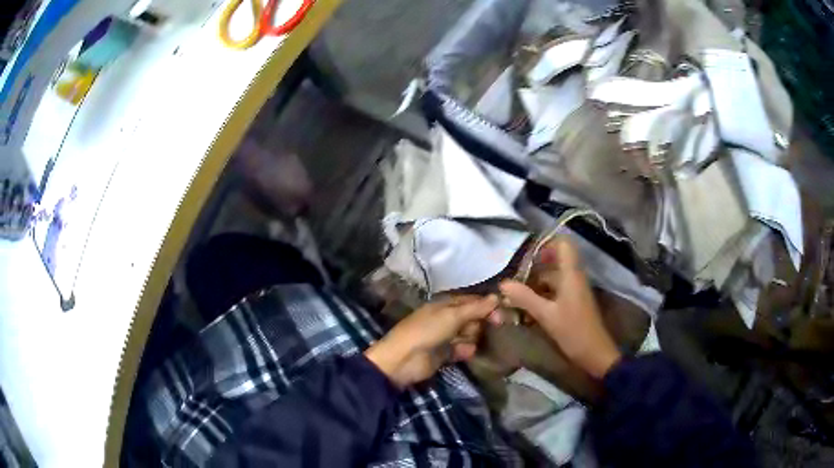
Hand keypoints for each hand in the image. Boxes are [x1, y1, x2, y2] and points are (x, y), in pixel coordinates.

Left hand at [365, 295, 497, 388]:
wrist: (403, 360)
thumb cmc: (426, 331)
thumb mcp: (452, 316)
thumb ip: (475, 308)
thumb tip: (497, 296)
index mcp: (446, 304)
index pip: (473, 301)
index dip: (488, 305)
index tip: (503, 313)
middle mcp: (448, 318)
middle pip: (474, 318)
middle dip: (482, 323)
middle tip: (493, 329)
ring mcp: (447, 336)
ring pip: (470, 334)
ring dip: (473, 338)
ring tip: (470, 341)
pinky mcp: (446, 354)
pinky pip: (462, 350)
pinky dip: (465, 351)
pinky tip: (465, 352)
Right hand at [499, 238, 621, 378]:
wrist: (594, 353)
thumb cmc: (573, 330)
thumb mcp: (546, 315)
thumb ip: (525, 298)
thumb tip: (503, 283)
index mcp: (571, 274)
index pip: (563, 244)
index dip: (545, 245)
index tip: (526, 258)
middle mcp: (573, 278)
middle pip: (552, 263)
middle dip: (531, 270)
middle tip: (512, 282)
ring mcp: (573, 291)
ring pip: (551, 280)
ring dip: (533, 286)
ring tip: (513, 299)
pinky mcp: (571, 303)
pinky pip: (553, 292)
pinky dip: (539, 297)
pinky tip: (525, 310)